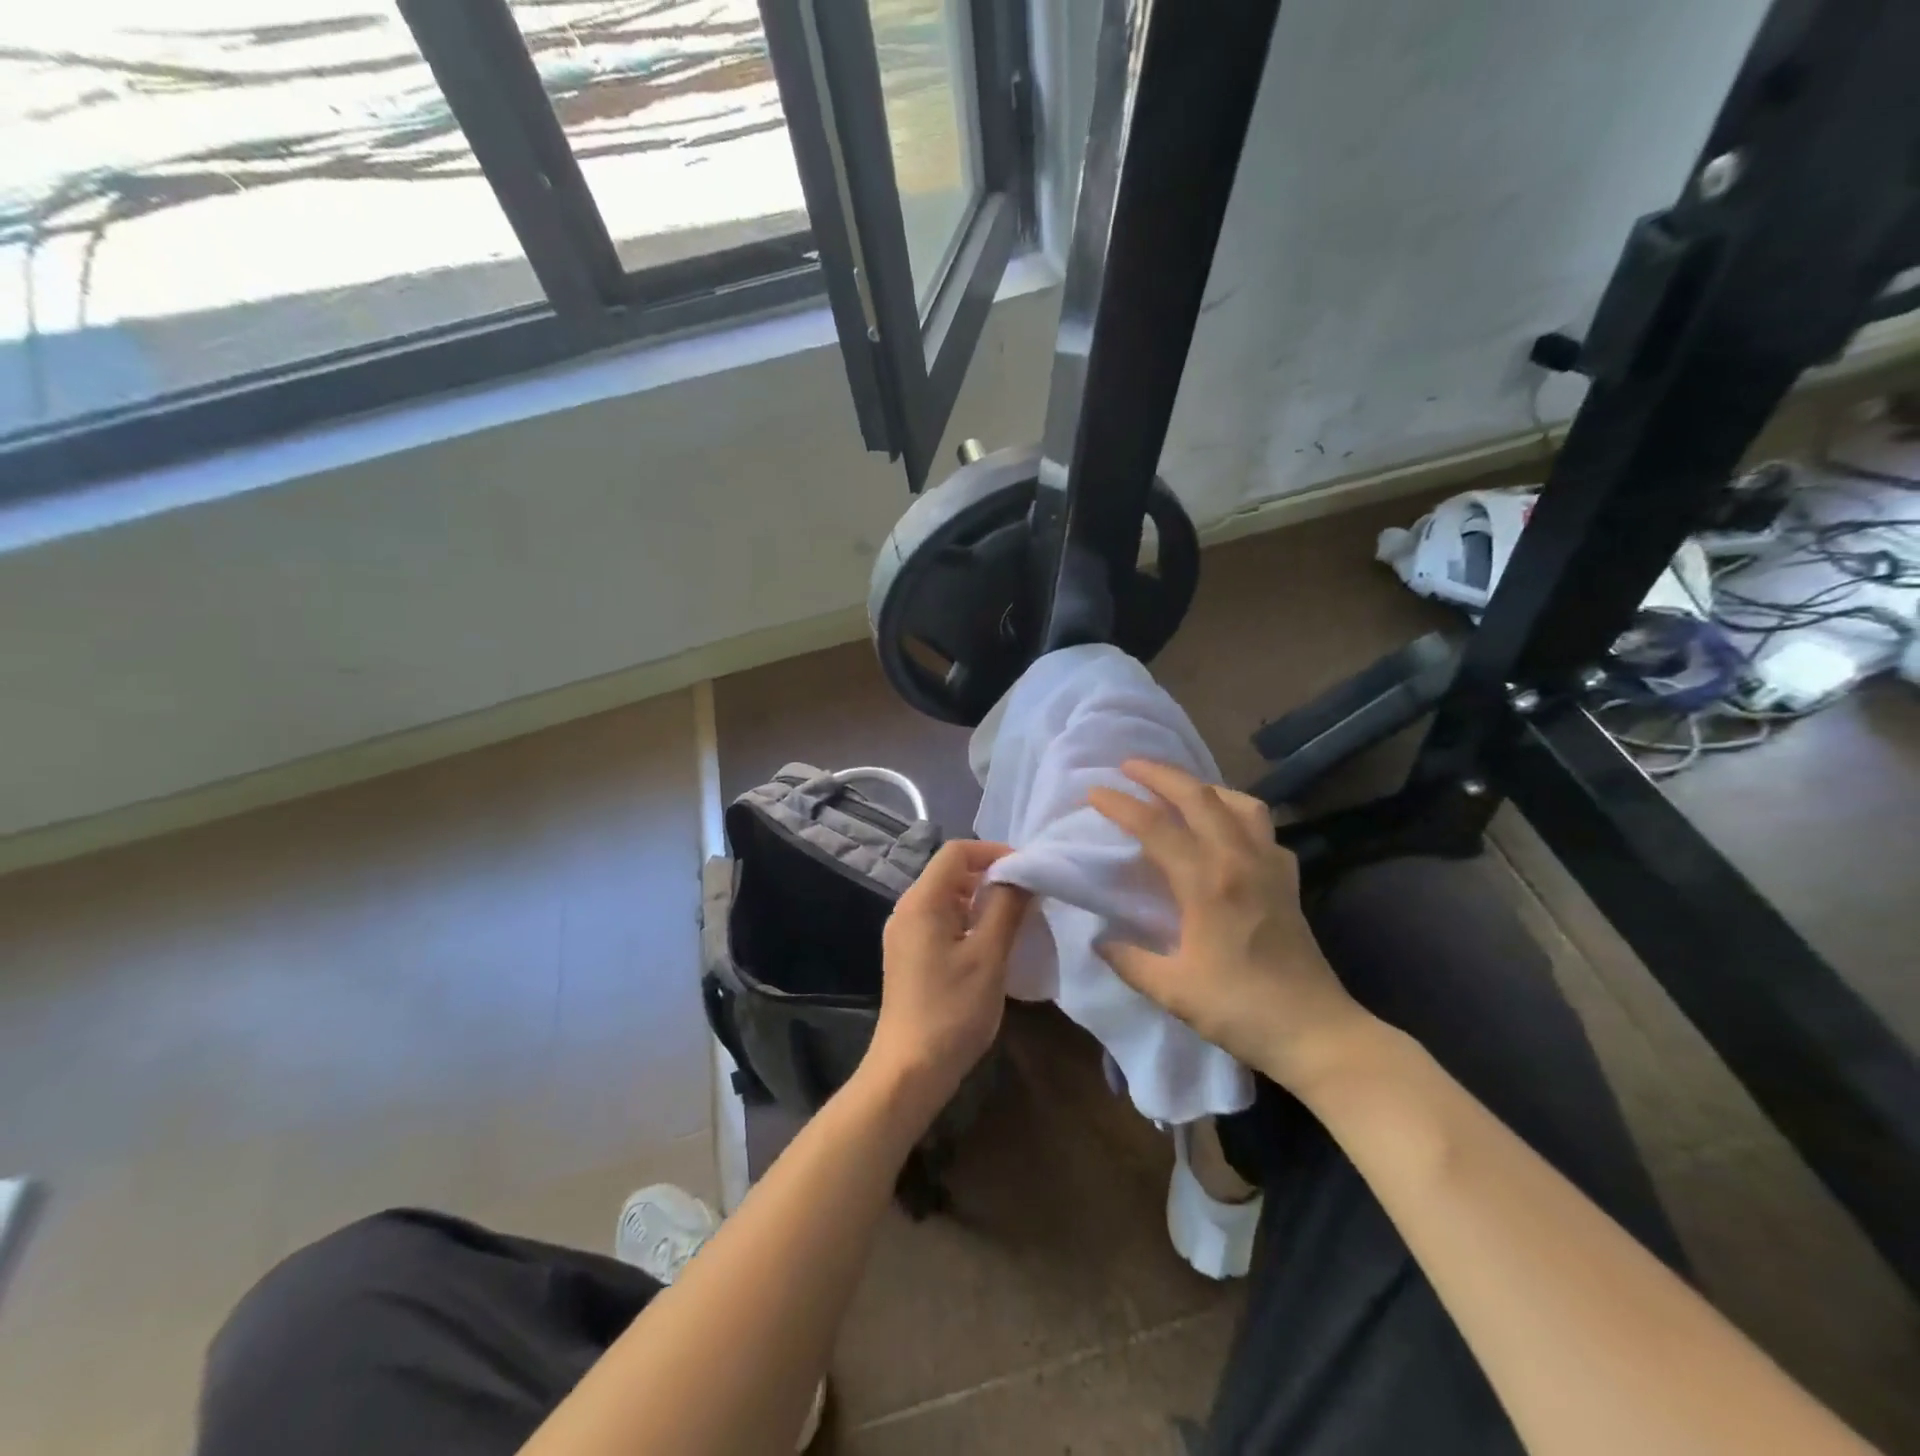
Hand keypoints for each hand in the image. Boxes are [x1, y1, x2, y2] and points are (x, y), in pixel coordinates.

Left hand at [868, 840, 1029, 1112]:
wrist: (909, 1070)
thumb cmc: (952, 1010)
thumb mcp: (989, 955)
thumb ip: (1007, 907)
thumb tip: (1023, 874)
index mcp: (922, 901)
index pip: (957, 851)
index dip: (994, 852)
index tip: (1027, 871)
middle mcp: (907, 909)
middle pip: (950, 872)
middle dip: (990, 875)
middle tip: (1027, 895)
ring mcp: (904, 933)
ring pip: (947, 897)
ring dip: (981, 899)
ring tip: (1015, 919)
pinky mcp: (908, 955)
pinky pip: (940, 920)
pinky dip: (967, 920)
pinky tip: (990, 944)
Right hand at [1088, 760, 1372, 1091]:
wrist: (1316, 1032)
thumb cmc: (1240, 1010)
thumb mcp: (1172, 990)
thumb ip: (1130, 960)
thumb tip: (1100, 939)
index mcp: (1207, 883)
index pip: (1155, 827)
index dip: (1121, 805)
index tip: (1094, 792)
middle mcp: (1239, 860)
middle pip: (1199, 796)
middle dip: (1161, 774)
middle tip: (1129, 765)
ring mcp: (1270, 865)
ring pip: (1238, 802)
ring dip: (1204, 787)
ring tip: (1180, 790)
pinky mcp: (1288, 878)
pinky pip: (1263, 828)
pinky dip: (1238, 814)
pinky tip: (1225, 830)